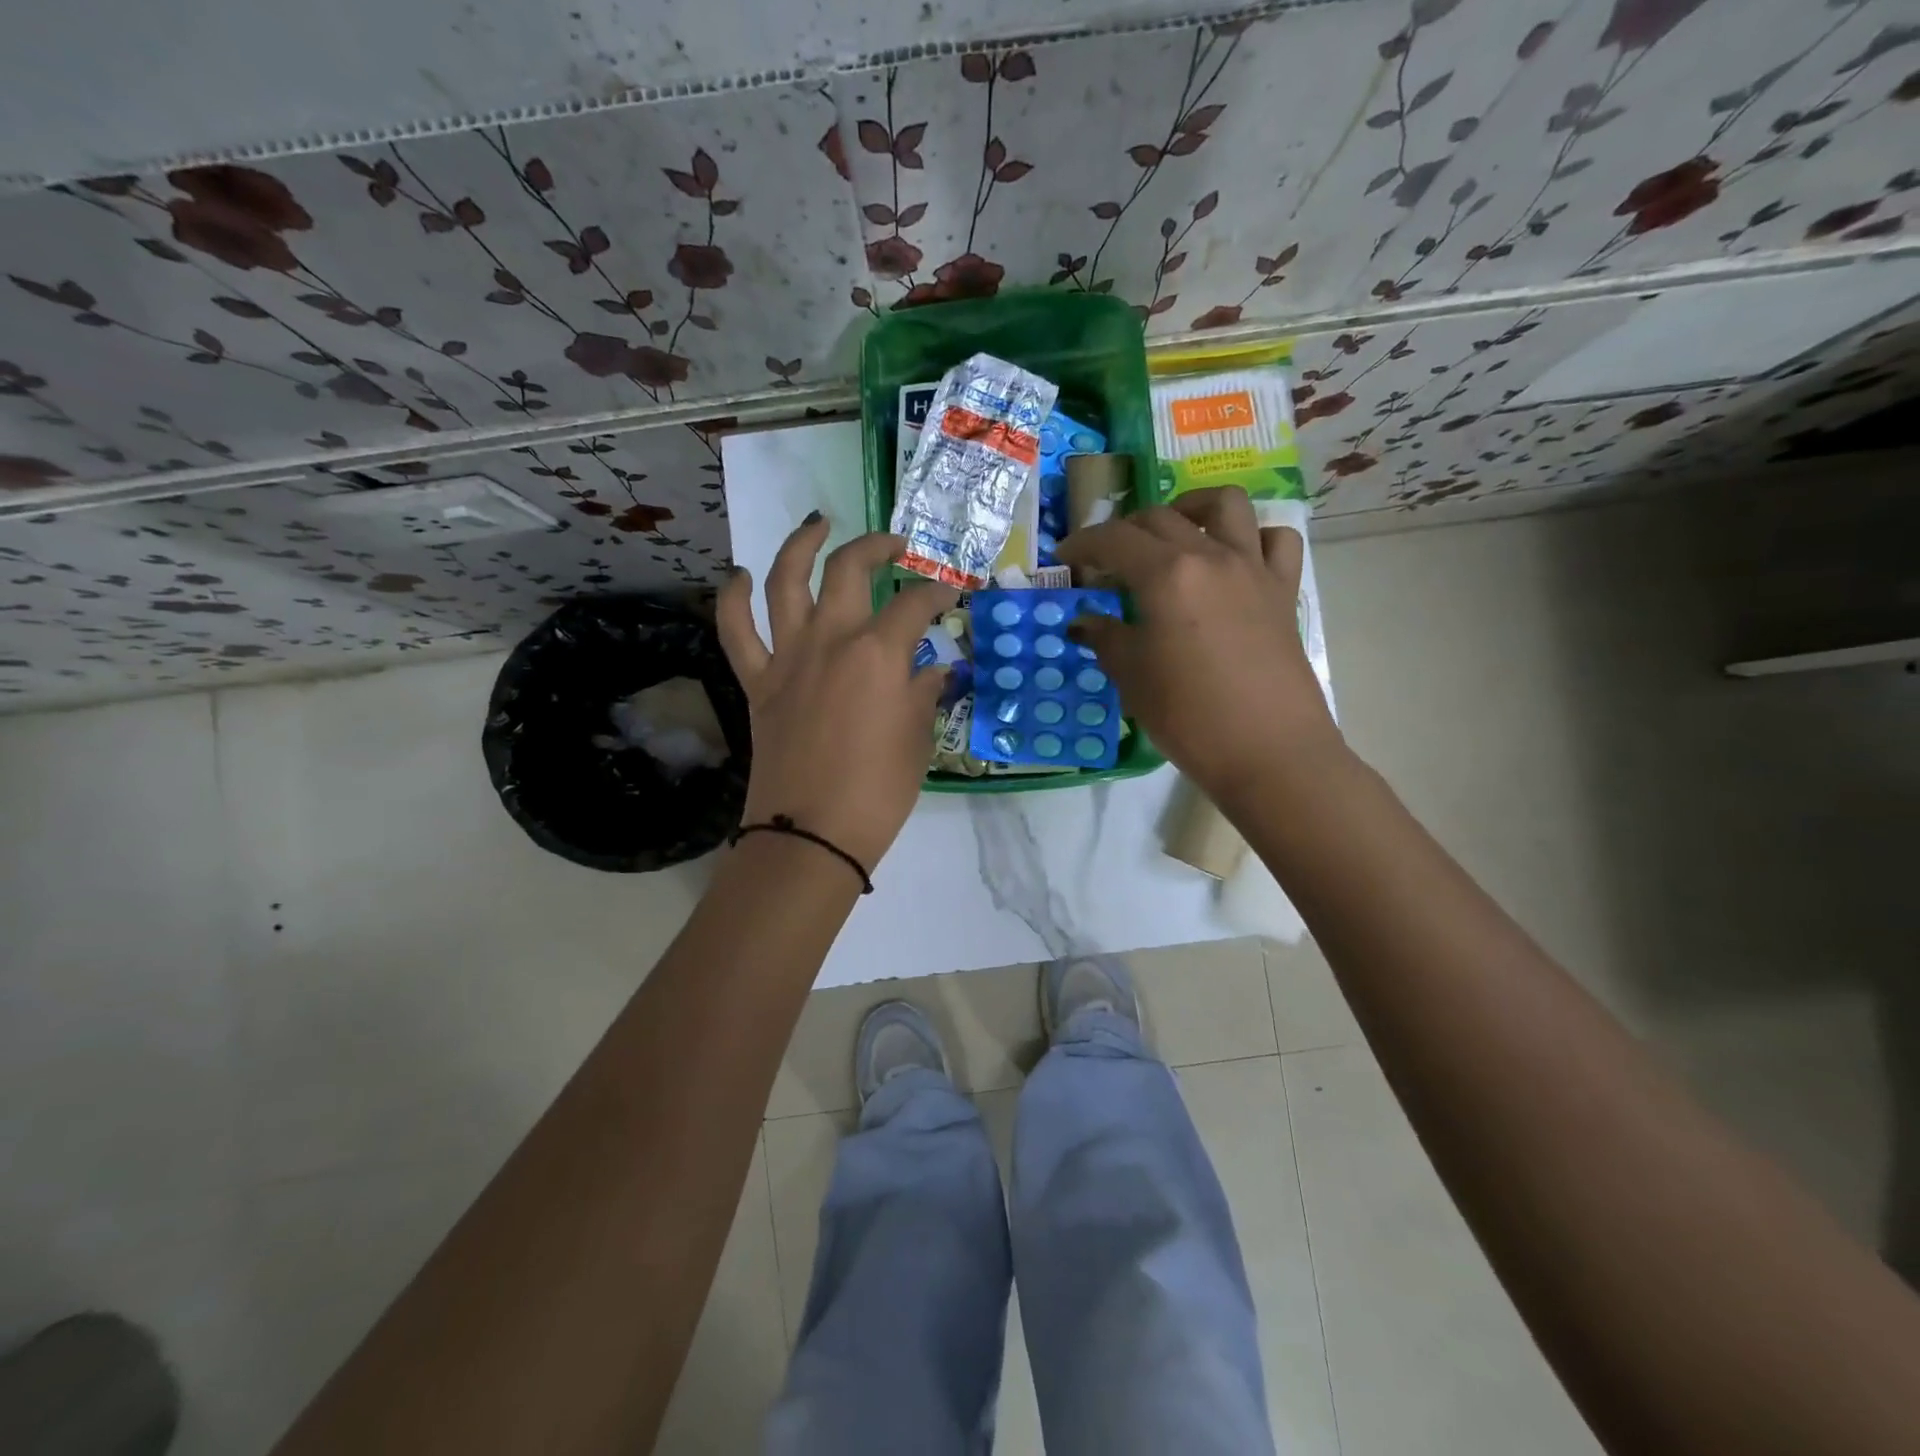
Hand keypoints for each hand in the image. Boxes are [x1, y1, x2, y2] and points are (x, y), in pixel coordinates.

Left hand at [717, 517, 957, 872]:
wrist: (812, 833)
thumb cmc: (878, 792)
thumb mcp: (917, 739)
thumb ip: (924, 693)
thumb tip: (932, 669)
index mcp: (879, 653)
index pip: (916, 606)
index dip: (938, 595)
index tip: (951, 596)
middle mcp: (831, 639)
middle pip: (849, 570)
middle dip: (877, 547)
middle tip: (896, 546)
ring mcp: (788, 656)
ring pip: (784, 580)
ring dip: (800, 544)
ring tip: (817, 523)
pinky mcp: (757, 681)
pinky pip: (735, 630)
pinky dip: (732, 598)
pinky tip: (739, 577)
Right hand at [1055, 486, 1338, 799]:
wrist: (1268, 752)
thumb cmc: (1188, 717)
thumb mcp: (1133, 678)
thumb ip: (1105, 638)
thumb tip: (1084, 621)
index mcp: (1167, 575)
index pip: (1114, 539)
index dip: (1082, 544)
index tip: (1064, 559)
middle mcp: (1211, 556)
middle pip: (1159, 518)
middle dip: (1124, 532)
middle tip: (1107, 562)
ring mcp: (1253, 568)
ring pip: (1225, 504)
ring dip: (1190, 509)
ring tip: (1173, 534)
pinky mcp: (1284, 590)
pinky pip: (1275, 540)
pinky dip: (1251, 537)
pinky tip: (1233, 559)